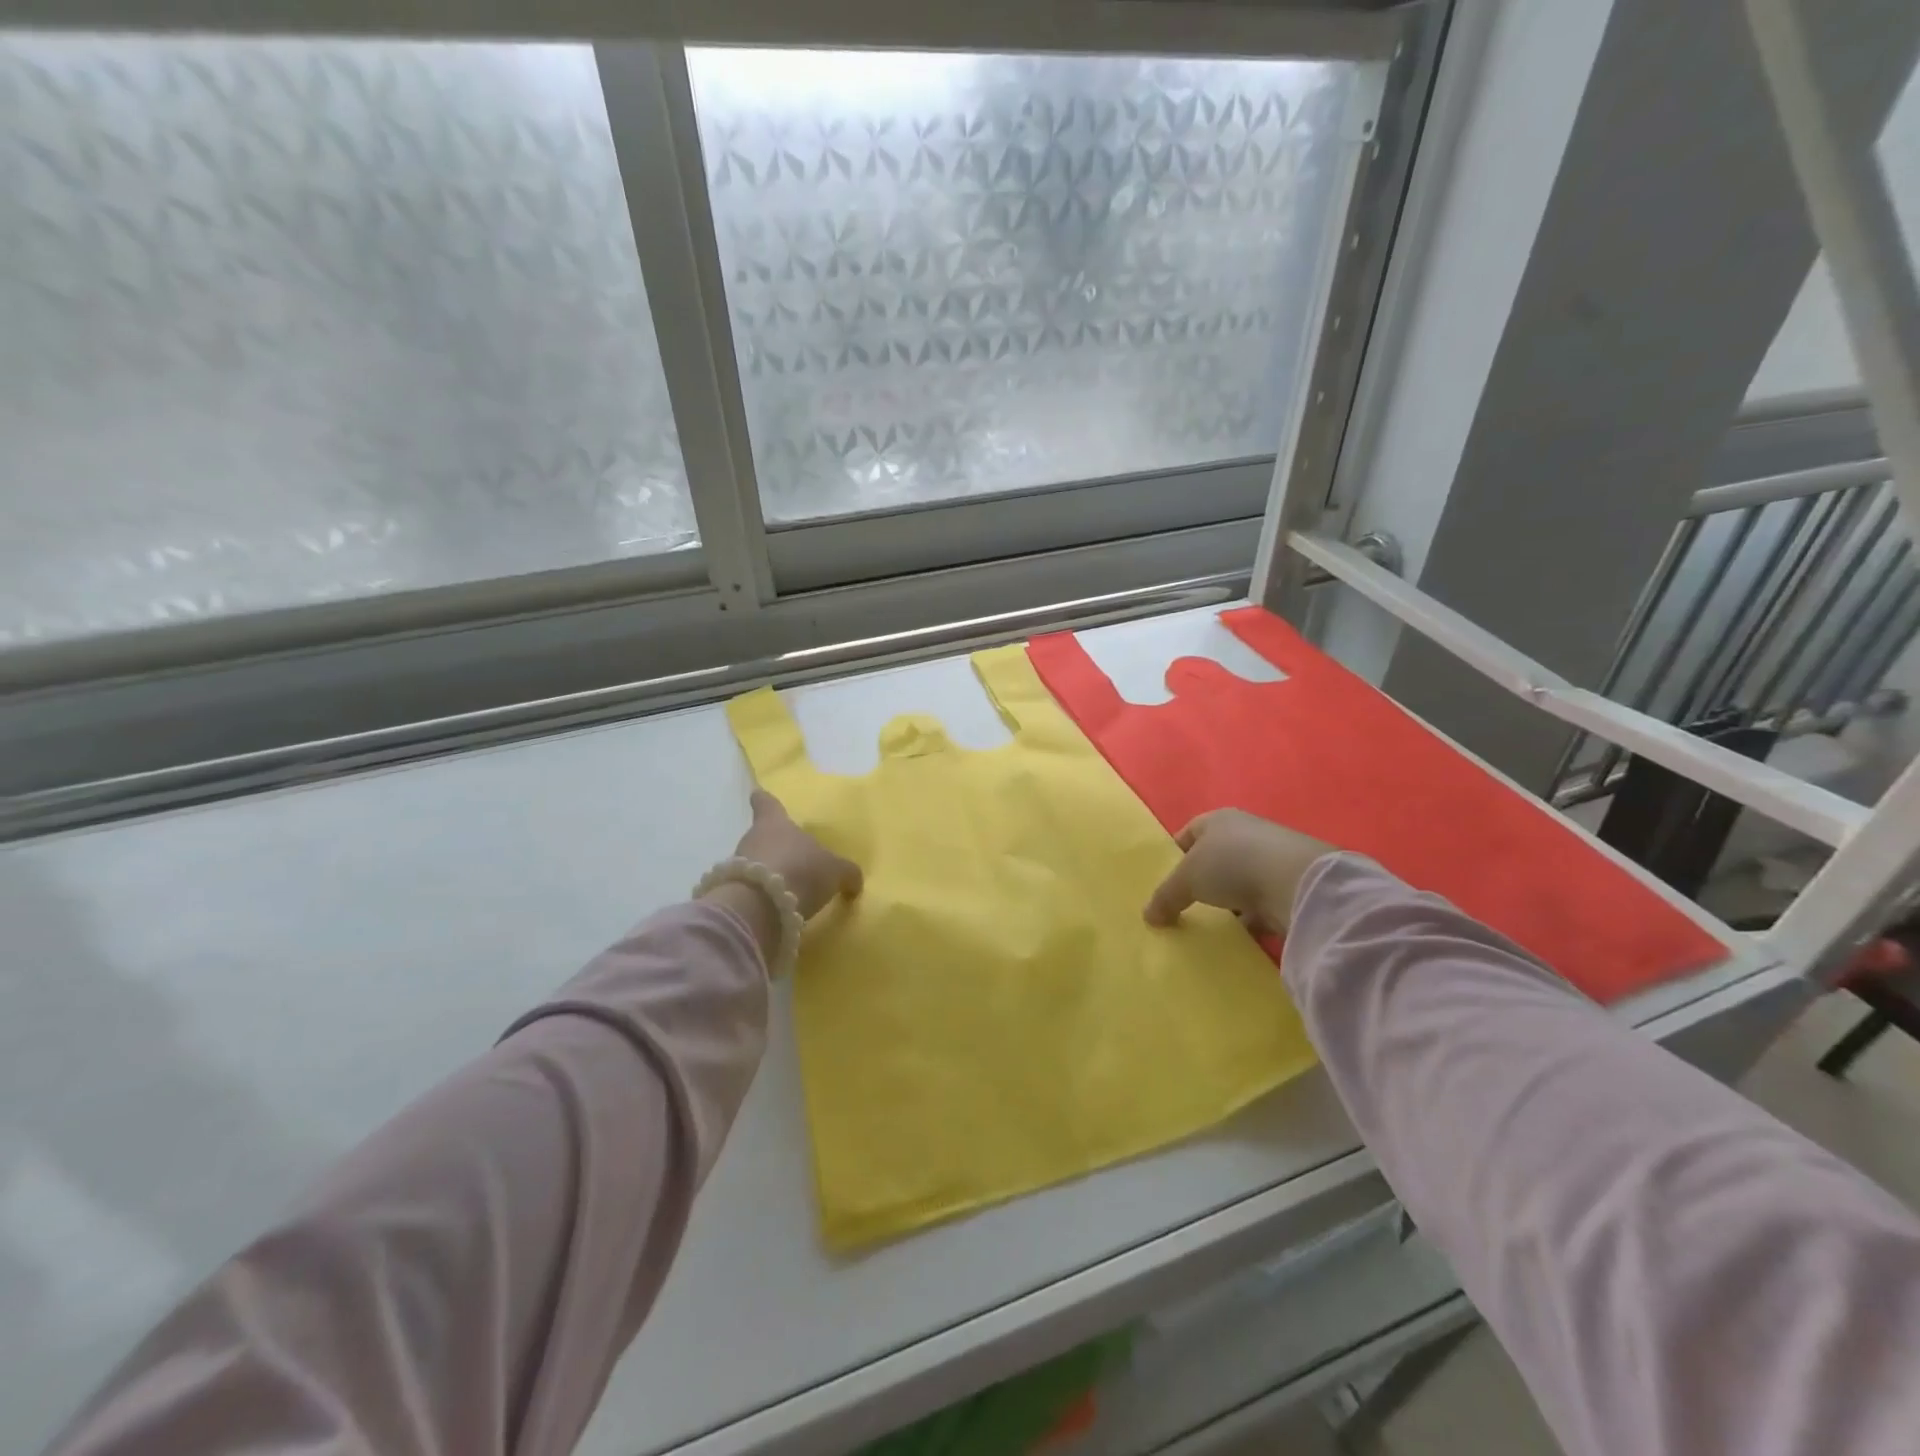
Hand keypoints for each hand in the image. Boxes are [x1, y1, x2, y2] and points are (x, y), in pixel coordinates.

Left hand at [734, 789, 862, 919]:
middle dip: (775, 845)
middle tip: (793, 856)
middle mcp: (753, 838)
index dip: (765, 801)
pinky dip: (762, 895)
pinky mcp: (733, 892)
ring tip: (790, 887)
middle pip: (762, 836)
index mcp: (775, 823)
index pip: (767, 804)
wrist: (758, 907)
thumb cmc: (800, 871)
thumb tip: (854, 881)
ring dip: (770, 872)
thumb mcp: (835, 871)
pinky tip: (778, 906)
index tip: (758, 795)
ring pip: (755, 862)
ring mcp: (737, 865)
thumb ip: (846, 873)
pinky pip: (750, 889)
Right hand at [1144, 810, 1336, 935]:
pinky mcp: (1291, 885)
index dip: (1174, 856)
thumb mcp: (1186, 880)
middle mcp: (1246, 832)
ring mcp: (1272, 858)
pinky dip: (1252, 918)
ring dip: (1229, 902)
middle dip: (1202, 881)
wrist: (1298, 883)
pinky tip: (1241, 936)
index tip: (1165, 883)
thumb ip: (1165, 896)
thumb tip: (1148, 916)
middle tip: (1185, 906)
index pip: (1188, 833)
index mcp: (1218, 820)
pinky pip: (1262, 903)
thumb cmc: (1232, 865)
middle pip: (1215, 857)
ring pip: (1239, 882)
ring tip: (1213, 925)